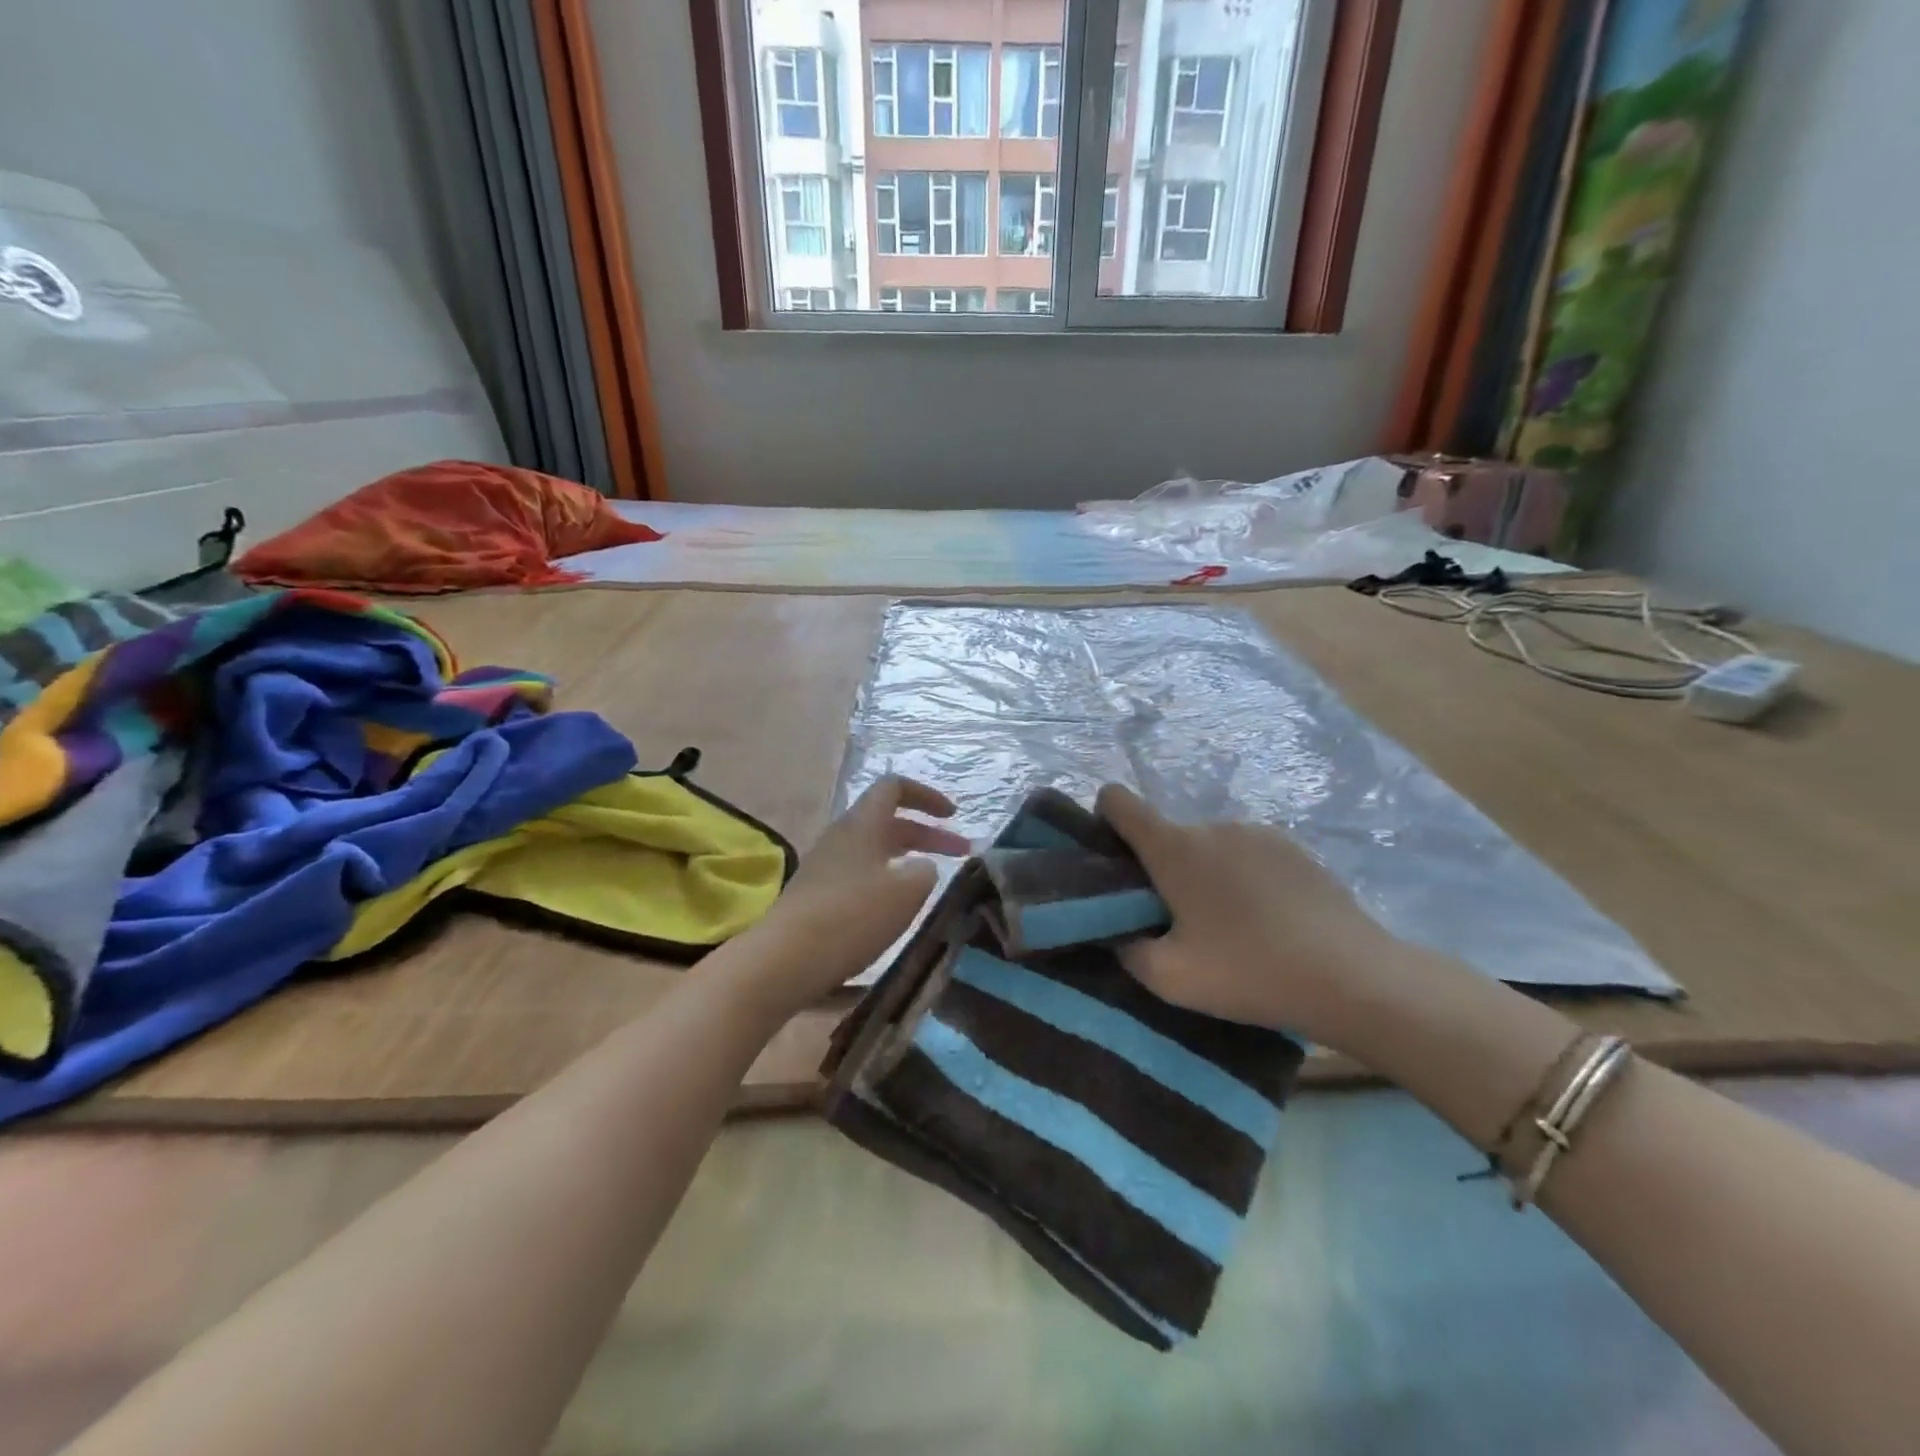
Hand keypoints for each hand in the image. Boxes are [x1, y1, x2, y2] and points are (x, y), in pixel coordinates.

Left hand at [734, 776, 969, 1013]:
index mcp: (863, 823)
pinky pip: (860, 874)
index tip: (953, 816)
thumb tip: (921, 867)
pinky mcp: (817, 894)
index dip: (927, 796)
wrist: (785, 958)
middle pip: (888, 821)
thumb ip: (925, 871)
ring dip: (907, 858)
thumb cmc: (852, 915)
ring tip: (931, 881)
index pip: (894, 787)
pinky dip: (886, 880)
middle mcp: (842, 836)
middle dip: (927, 834)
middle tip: (961, 853)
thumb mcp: (906, 891)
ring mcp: (826, 865)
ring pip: (874, 849)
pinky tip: (897, 907)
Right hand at [1096, 785, 1409, 1049]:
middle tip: (1178, 922)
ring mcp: (1259, 832)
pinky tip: (1268, 921)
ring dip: (1205, 873)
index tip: (1111, 858)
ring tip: (1230, 926)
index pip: (1118, 801)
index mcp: (1175, 847)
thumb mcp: (1169, 978)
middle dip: (1161, 868)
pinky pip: (1248, 854)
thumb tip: (1120, 933)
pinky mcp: (1296, 848)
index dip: (1103, 819)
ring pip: (1210, 846)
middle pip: (1168, 835)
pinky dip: (1243, 877)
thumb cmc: (1248, 972)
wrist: (1352, 977)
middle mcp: (1213, 826)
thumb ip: (1127, 949)